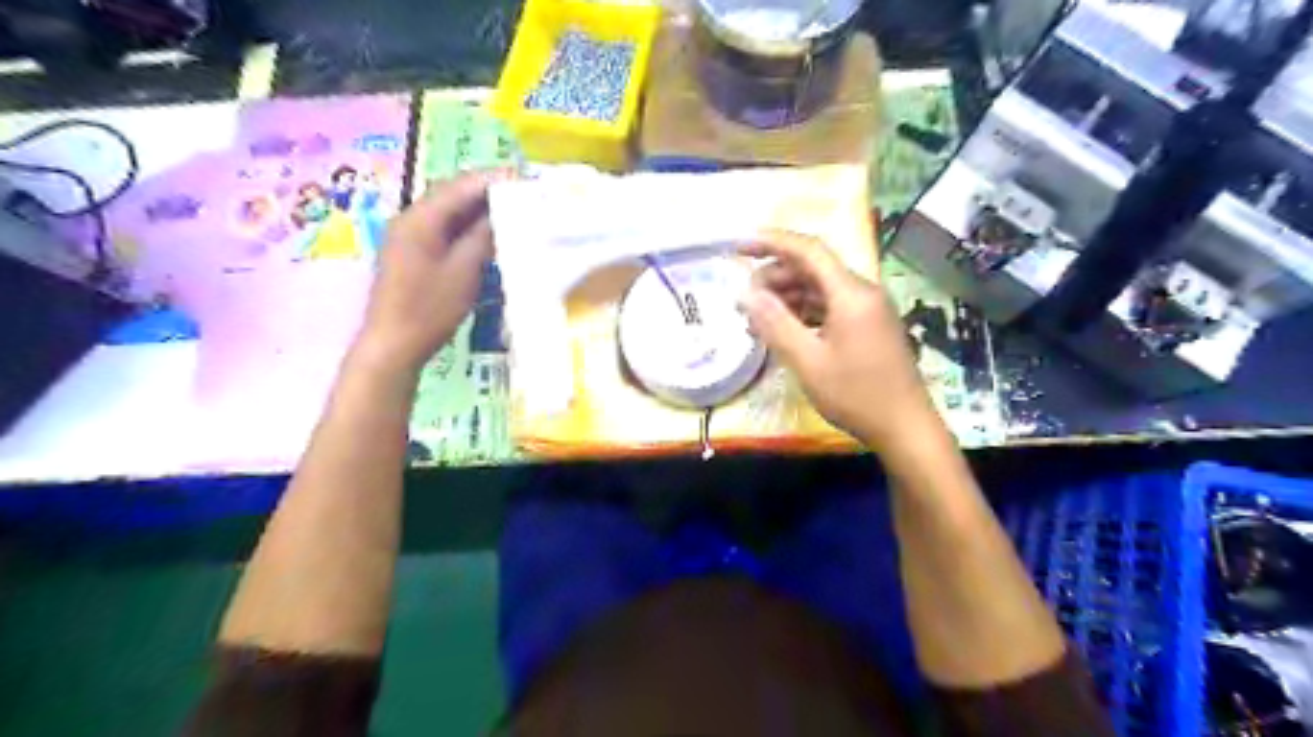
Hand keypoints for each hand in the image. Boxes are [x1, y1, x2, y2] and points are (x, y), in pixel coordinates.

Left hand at [356, 171, 502, 372]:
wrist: (393, 344)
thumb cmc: (430, 309)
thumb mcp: (464, 272)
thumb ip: (482, 237)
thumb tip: (502, 212)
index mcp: (421, 219)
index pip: (461, 186)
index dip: (494, 179)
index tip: (525, 177)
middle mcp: (411, 218)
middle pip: (452, 193)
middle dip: (486, 189)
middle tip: (522, 190)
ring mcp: (408, 235)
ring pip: (448, 210)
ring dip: (477, 207)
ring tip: (512, 208)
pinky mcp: (412, 252)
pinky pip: (443, 227)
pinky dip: (466, 225)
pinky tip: (487, 232)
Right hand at [738, 229, 944, 448]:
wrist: (905, 428)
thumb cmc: (856, 395)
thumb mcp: (808, 362)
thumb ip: (775, 324)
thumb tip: (745, 293)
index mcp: (851, 294)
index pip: (808, 250)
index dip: (772, 242)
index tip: (739, 246)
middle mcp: (862, 292)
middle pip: (813, 268)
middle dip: (774, 275)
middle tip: (744, 299)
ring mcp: (867, 309)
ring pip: (820, 288)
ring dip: (787, 296)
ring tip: (756, 317)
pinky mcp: (867, 326)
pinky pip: (830, 307)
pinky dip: (803, 312)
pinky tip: (783, 329)